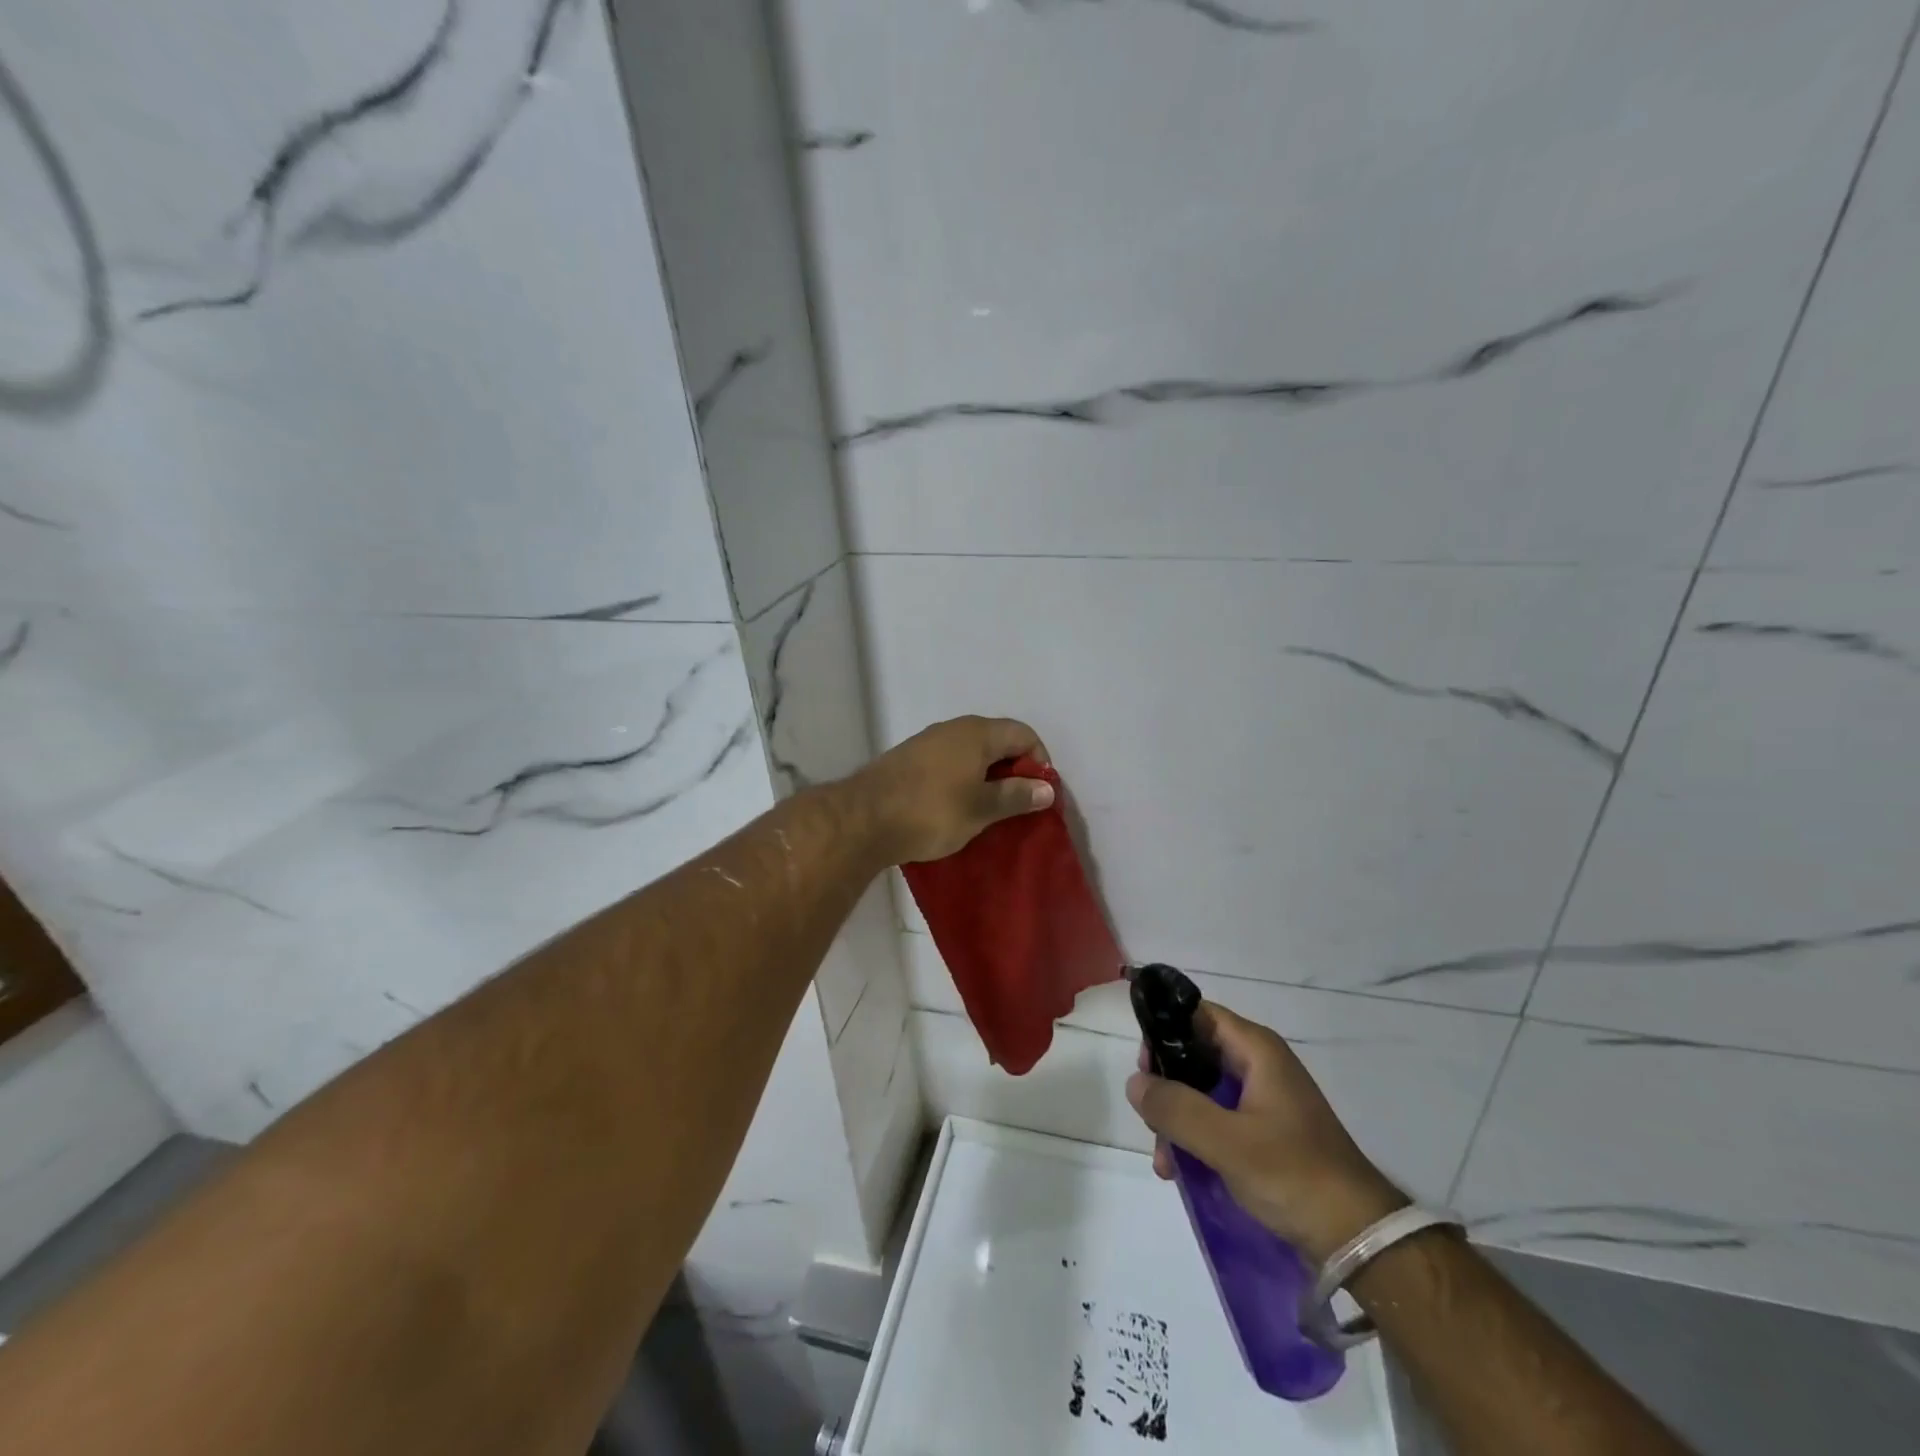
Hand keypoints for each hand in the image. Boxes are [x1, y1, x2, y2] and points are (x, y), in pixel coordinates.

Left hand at [847, 716, 1054, 864]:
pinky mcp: (909, 760)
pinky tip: (957, 807)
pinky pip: (949, 763)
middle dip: (1014, 770)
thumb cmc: (932, 811)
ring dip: (986, 777)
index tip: (1039, 794)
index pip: (1023, 734)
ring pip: (971, 753)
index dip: (1039, 761)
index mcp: (977, 733)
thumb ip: (1016, 795)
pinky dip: (962, 780)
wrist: (864, 819)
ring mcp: (927, 742)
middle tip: (1017, 805)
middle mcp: (953, 728)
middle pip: (997, 741)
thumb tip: (1046, 788)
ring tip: (988, 810)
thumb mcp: (981, 808)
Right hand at [1127, 1002, 1405, 1262]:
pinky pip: (1218, 1120)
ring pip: (1203, 1092)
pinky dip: (1197, 1138)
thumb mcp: (1227, 1142)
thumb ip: (1176, 1108)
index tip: (1144, 1068)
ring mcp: (1264, 1100)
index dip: (1166, 1033)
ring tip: (1166, 1162)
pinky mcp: (1266, 1132)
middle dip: (1167, 1087)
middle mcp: (1260, 1065)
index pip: (1198, 1015)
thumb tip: (1135, 1083)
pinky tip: (1182, 1171)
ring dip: (1178, 1120)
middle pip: (1196, 1055)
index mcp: (1257, 1050)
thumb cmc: (1294, 1175)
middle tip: (1151, 1120)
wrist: (1360, 1238)